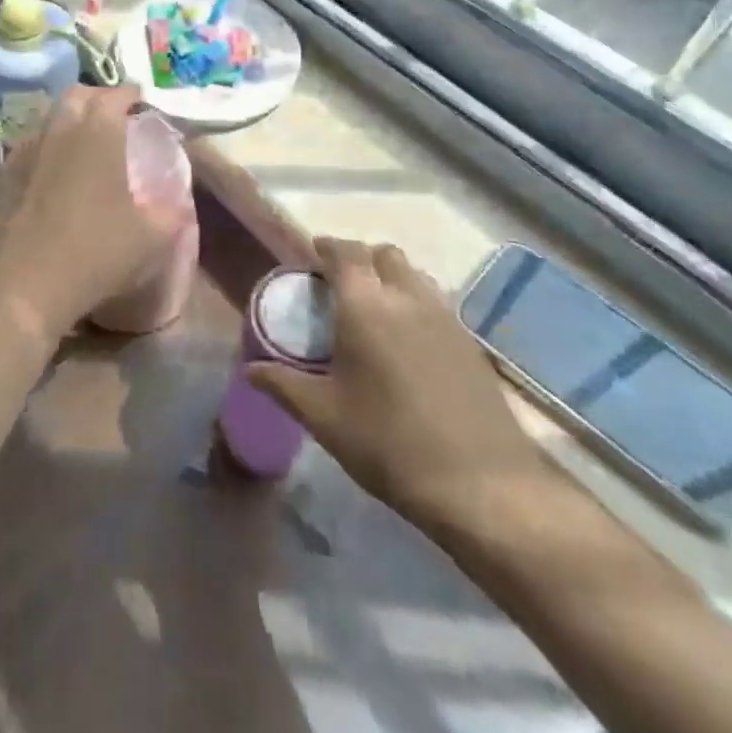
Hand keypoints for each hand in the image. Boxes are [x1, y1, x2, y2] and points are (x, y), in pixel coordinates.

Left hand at [0, 85, 189, 339]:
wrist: (22, 282)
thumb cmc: (96, 251)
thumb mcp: (153, 237)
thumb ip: (173, 210)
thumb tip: (180, 199)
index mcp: (99, 132)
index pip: (117, 95)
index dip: (133, 97)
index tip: (144, 107)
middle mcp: (60, 129)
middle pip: (77, 96)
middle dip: (98, 99)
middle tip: (114, 118)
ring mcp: (26, 150)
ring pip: (50, 120)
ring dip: (69, 124)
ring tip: (85, 147)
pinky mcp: (3, 175)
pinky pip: (31, 148)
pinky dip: (47, 151)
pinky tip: (54, 176)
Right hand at [247, 238, 546, 536]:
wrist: (482, 485)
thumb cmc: (388, 442)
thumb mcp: (324, 417)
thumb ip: (283, 385)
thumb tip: (249, 369)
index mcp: (365, 304)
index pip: (345, 252)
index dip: (327, 247)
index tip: (312, 256)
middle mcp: (407, 298)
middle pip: (384, 255)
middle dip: (362, 260)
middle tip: (341, 287)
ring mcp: (446, 318)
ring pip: (415, 277)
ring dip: (392, 280)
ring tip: (376, 313)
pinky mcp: (471, 344)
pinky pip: (437, 304)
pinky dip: (417, 306)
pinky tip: (409, 345)